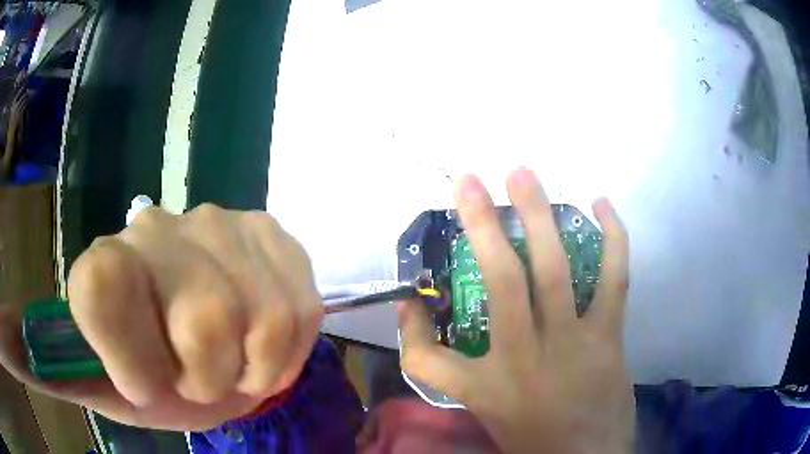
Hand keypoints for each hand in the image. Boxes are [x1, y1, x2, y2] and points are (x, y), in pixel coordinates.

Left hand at [0, 205, 322, 430]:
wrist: (207, 351)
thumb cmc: (151, 379)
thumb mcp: (97, 386)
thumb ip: (45, 366)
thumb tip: (12, 344)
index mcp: (104, 266)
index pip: (100, 288)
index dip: (129, 356)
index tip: (142, 382)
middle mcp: (159, 228)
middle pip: (201, 317)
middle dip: (207, 375)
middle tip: (196, 377)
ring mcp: (223, 224)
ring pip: (261, 315)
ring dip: (252, 365)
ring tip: (233, 362)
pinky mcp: (273, 235)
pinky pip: (299, 305)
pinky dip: (286, 347)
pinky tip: (261, 339)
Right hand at [399, 169, 634, 452]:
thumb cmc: (531, 433)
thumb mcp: (482, 408)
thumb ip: (447, 370)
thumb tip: (419, 319)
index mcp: (487, 383)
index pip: (427, 355)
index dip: (411, 326)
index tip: (410, 302)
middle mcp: (527, 355)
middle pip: (500, 280)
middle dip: (481, 224)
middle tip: (470, 179)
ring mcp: (574, 340)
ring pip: (556, 269)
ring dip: (539, 215)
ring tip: (523, 173)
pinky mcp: (609, 334)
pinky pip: (615, 277)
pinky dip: (612, 237)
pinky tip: (601, 204)